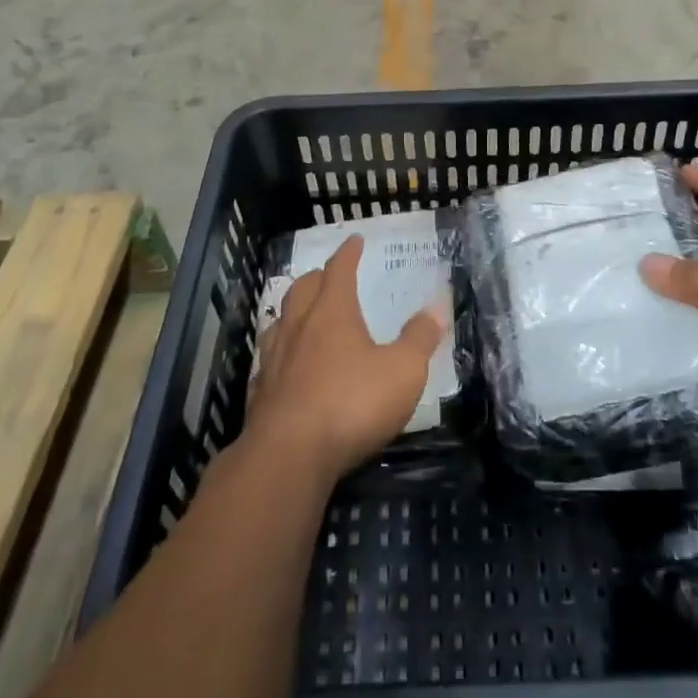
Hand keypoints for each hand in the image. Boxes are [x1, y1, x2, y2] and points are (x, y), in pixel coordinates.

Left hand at [247, 235, 449, 484]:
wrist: (288, 457)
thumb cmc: (351, 404)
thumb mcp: (402, 371)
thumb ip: (420, 338)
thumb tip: (438, 307)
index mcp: (332, 311)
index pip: (339, 270)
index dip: (348, 253)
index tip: (354, 240)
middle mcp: (299, 326)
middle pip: (303, 288)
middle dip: (318, 277)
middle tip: (329, 275)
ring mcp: (274, 359)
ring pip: (280, 320)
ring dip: (293, 311)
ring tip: (303, 314)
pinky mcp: (260, 393)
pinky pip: (269, 360)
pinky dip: (280, 352)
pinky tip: (285, 366)